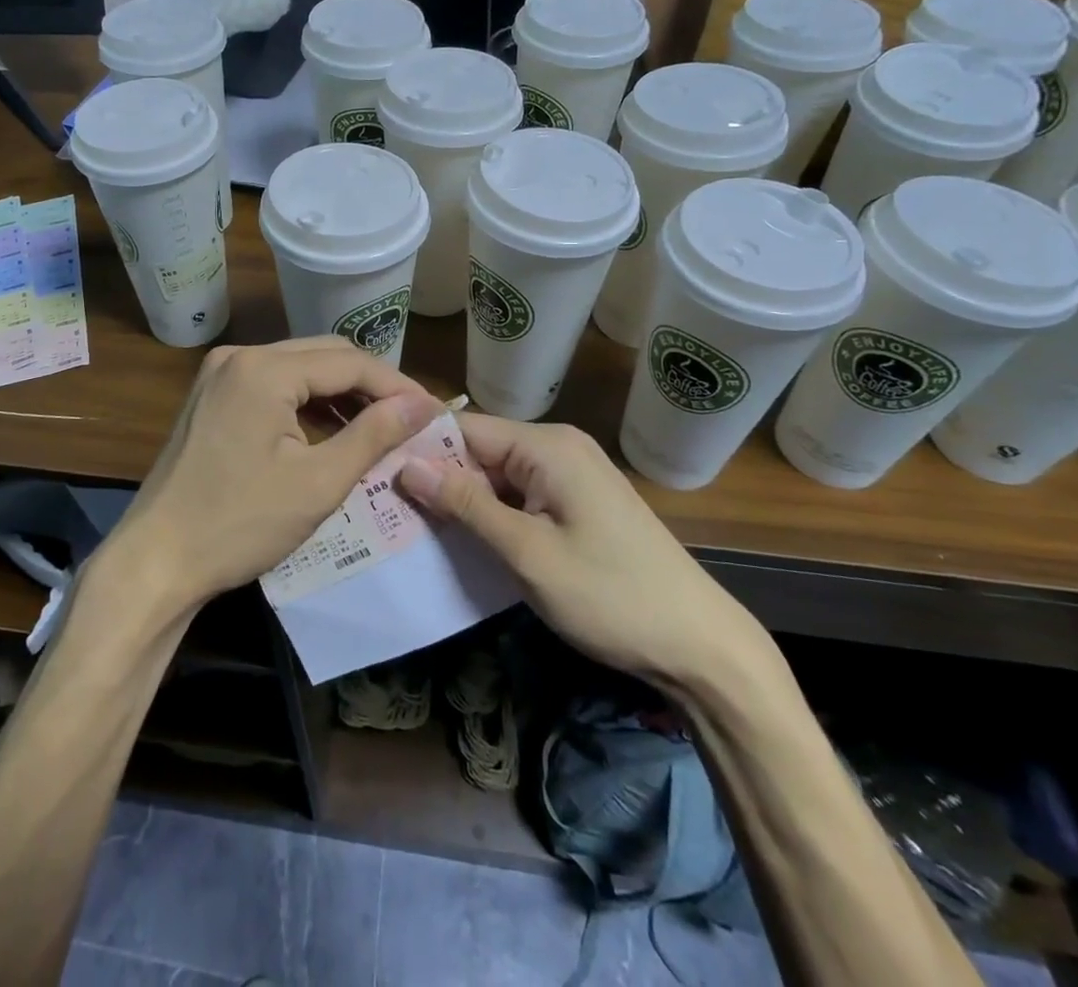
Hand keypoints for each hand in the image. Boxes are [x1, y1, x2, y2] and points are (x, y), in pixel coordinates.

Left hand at [104, 339, 440, 617]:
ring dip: (339, 393)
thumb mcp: (318, 483)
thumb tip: (422, 405)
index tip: (432, 413)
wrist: (156, 560)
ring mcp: (220, 374)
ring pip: (298, 369)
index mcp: (263, 368)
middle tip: (410, 419)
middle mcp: (240, 356)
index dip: (396, 385)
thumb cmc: (239, 525)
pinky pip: (273, 385)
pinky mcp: (212, 396)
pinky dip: (307, 403)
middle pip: (323, 356)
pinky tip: (331, 429)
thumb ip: (373, 435)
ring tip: (380, 426)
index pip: (348, 362)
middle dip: (370, 385)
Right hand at [399, 416, 763, 691]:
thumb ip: (465, 505)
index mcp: (547, 446)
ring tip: (412, 526)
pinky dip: (492, 515)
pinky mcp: (579, 502)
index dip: (420, 451)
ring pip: (498, 476)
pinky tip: (463, 539)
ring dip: (463, 501)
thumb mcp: (527, 553)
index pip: (464, 429)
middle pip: (480, 451)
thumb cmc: (610, 596)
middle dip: (439, 479)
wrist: (701, 647)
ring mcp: (572, 475)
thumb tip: (407, 465)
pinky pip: (521, 496)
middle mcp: (559, 447)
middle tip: (387, 510)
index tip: (376, 477)